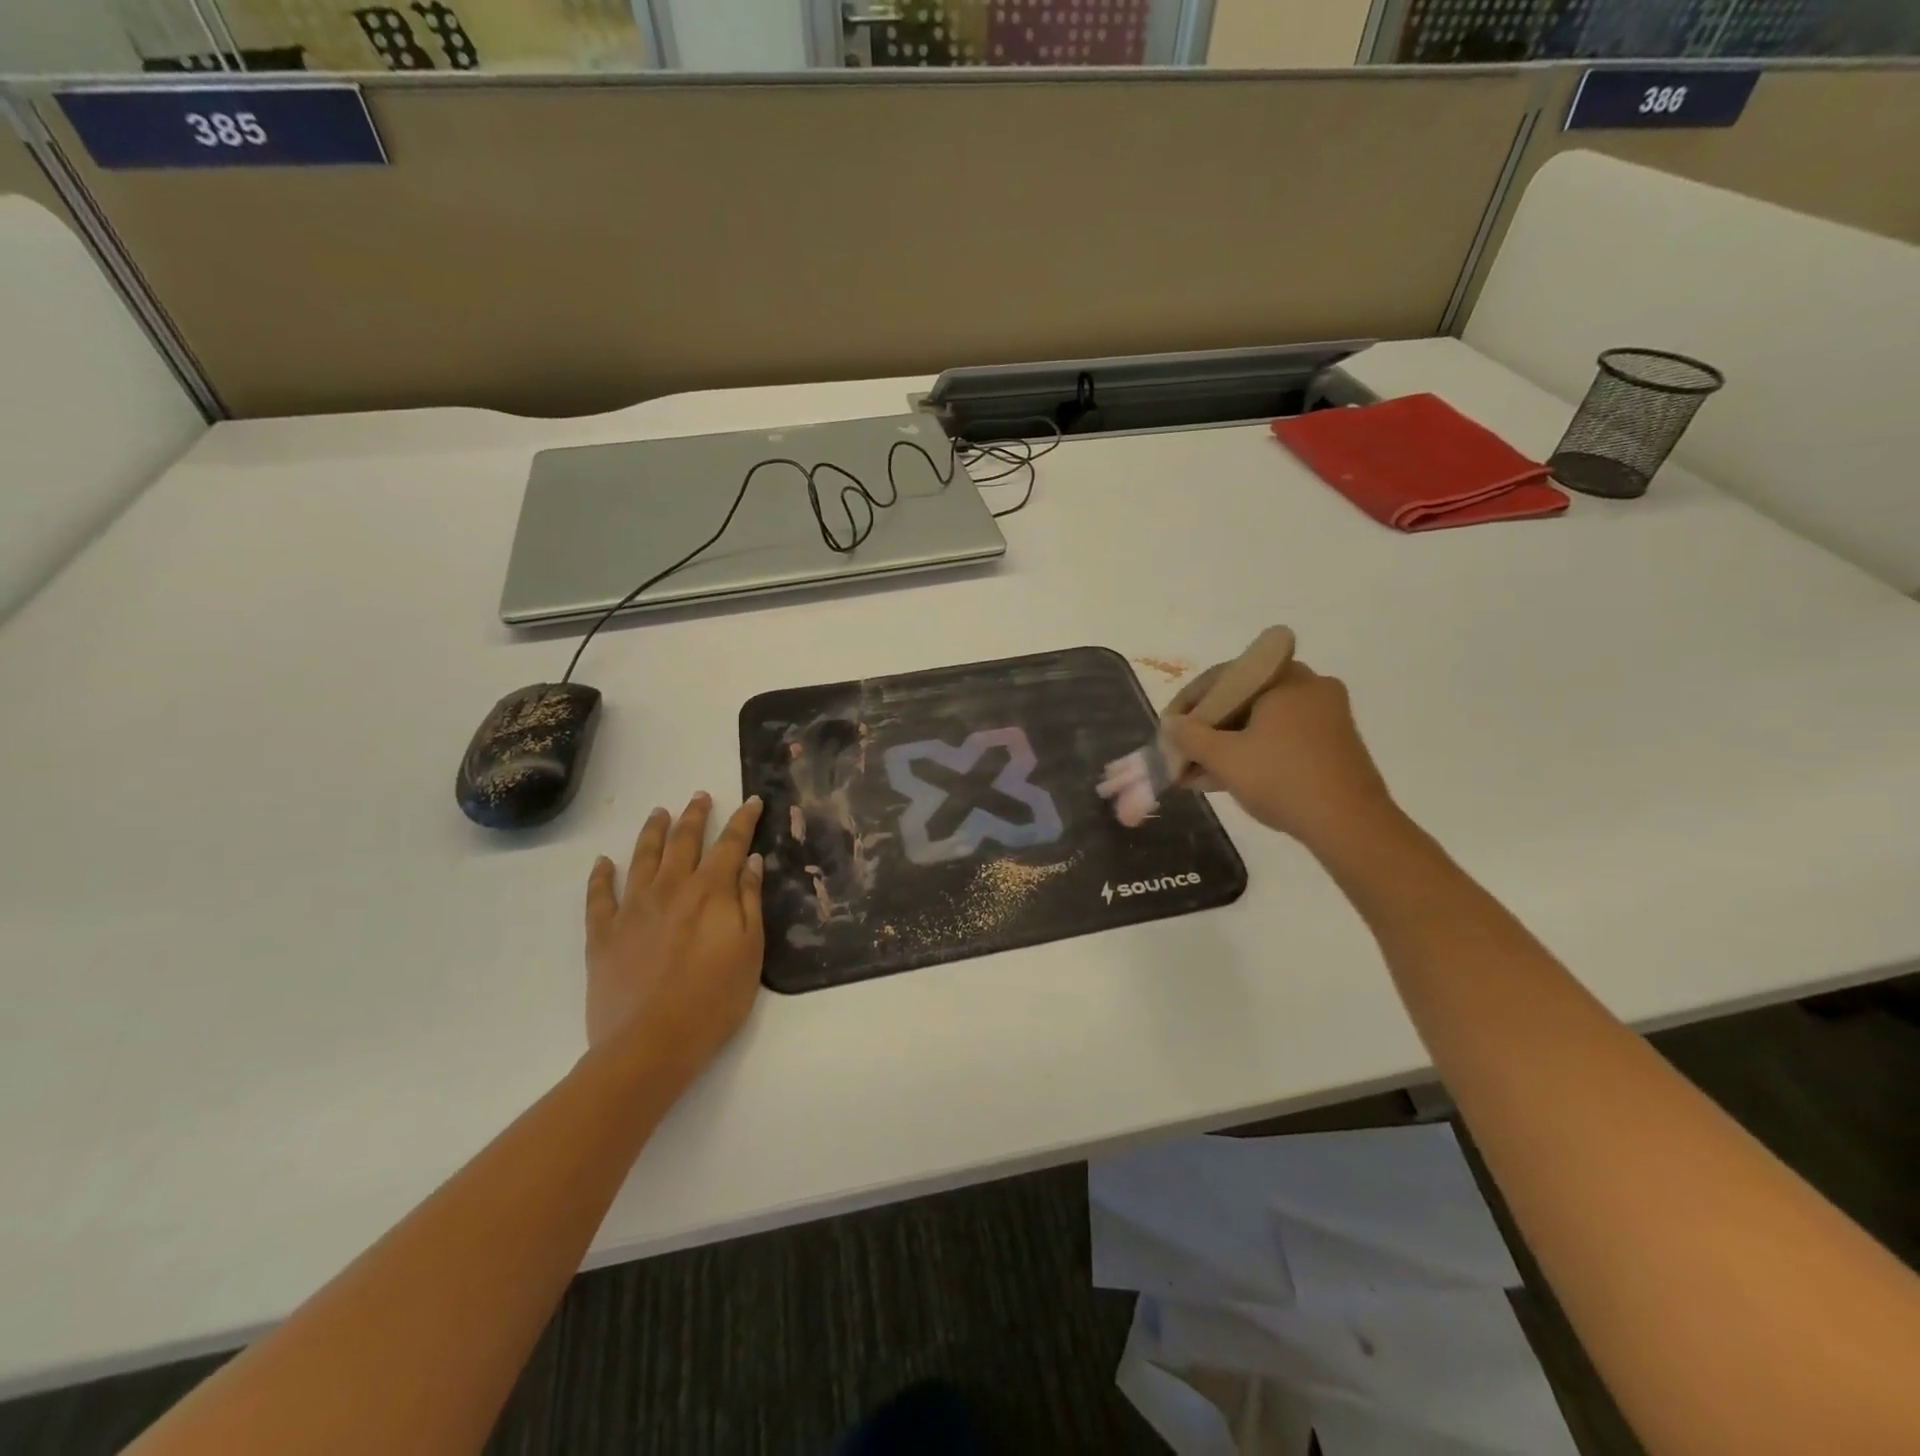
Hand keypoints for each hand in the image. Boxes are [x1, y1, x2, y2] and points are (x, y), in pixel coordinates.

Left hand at [583, 793, 765, 1080]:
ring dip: (652, 832)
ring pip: (642, 857)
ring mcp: (632, 908)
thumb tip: (751, 860)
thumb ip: (749, 900)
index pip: (730, 844)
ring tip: (659, 813)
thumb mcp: (749, 950)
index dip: (743, 820)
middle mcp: (670, 888)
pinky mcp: (603, 933)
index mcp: (710, 891)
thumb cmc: (714, 999)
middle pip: (684, 841)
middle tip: (700, 796)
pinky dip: (601, 875)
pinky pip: (599, 895)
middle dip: (695, 815)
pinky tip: (603, 862)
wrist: (650, 1044)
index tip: (753, 801)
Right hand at [1165, 661, 1395, 854]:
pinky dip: (1251, 754)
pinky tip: (1222, 780)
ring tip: (1194, 774)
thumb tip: (1170, 723)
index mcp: (1286, 678)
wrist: (1350, 826)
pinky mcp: (1331, 745)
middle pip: (1242, 700)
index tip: (1168, 728)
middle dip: (1207, 729)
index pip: (1224, 677)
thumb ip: (1190, 736)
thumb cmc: (1282, 779)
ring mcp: (1325, 717)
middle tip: (1181, 751)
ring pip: (1260, 723)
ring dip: (1225, 745)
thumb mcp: (1225, 758)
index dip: (1189, 703)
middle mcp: (1310, 687)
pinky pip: (1279, 739)